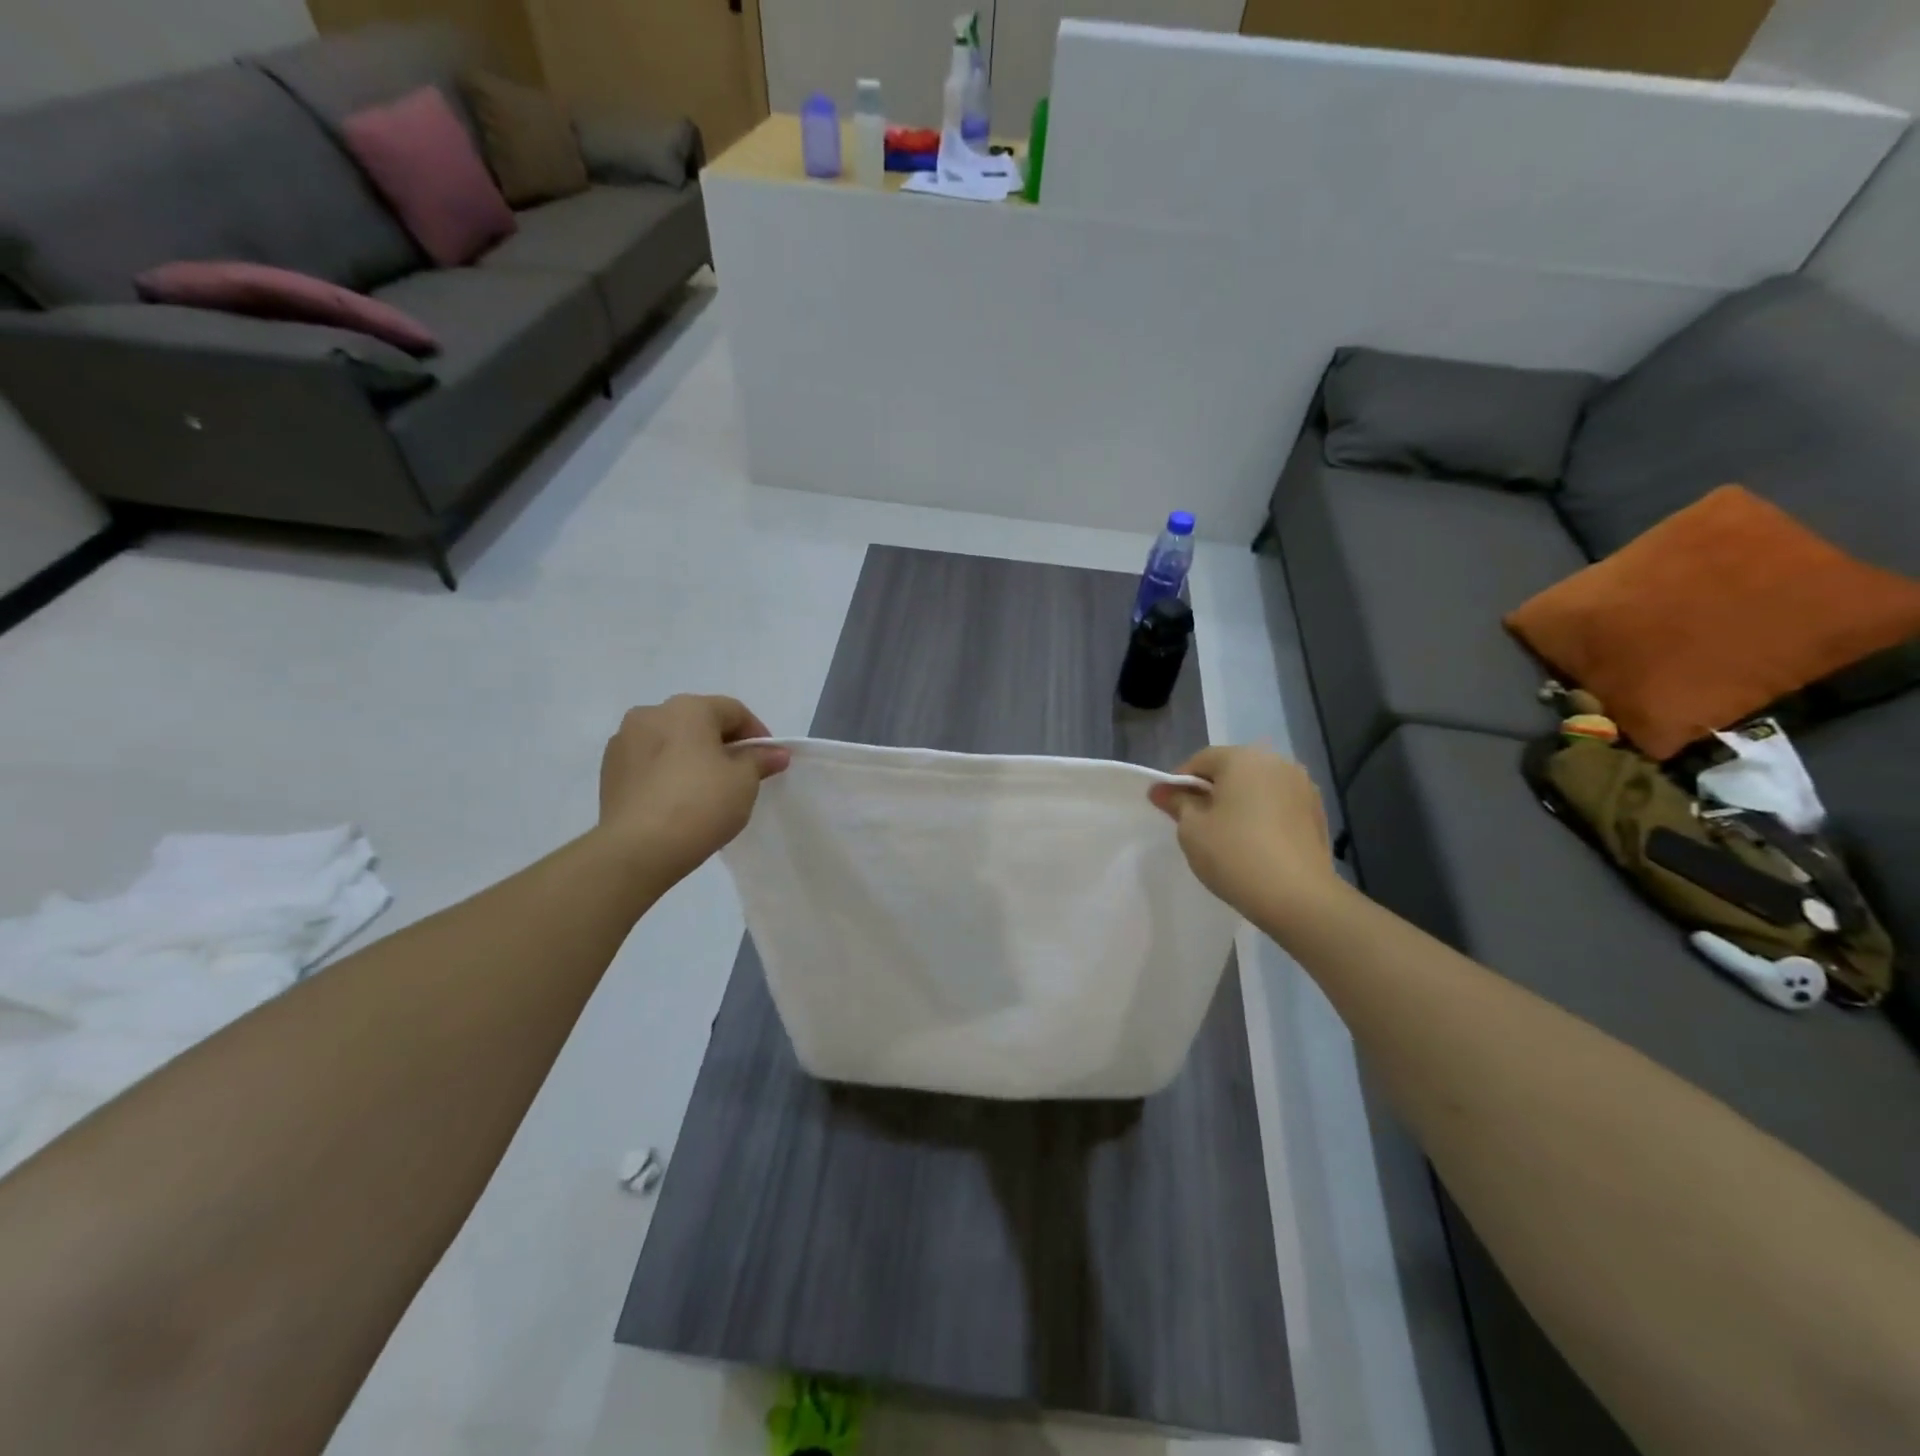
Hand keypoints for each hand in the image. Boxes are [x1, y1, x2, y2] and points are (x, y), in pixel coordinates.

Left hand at [597, 696, 789, 877]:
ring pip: (671, 741)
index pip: (734, 711)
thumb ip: (760, 760)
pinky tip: (678, 799)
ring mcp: (624, 741)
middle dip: (723, 744)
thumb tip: (774, 753)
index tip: (769, 762)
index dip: (757, 734)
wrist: (638, 849)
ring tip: (707, 789)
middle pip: (699, 722)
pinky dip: (667, 772)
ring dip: (692, 756)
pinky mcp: (609, 770)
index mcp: (688, 708)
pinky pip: (649, 762)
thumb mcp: (744, 781)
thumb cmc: (701, 804)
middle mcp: (651, 713)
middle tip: (740, 775)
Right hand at [1149, 745, 1339, 924]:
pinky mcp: (1318, 813)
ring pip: (1258, 787)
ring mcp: (1303, 787)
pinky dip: (1263, 816)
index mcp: (1243, 758)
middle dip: (1212, 790)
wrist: (1298, 897)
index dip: (1180, 781)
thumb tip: (1161, 790)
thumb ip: (1177, 803)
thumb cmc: (1234, 854)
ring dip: (1240, 802)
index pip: (1201, 760)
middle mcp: (1277, 763)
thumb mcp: (1192, 829)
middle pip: (1233, 770)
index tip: (1170, 807)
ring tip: (1227, 834)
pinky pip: (1279, 805)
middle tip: (1196, 821)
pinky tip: (1254, 843)